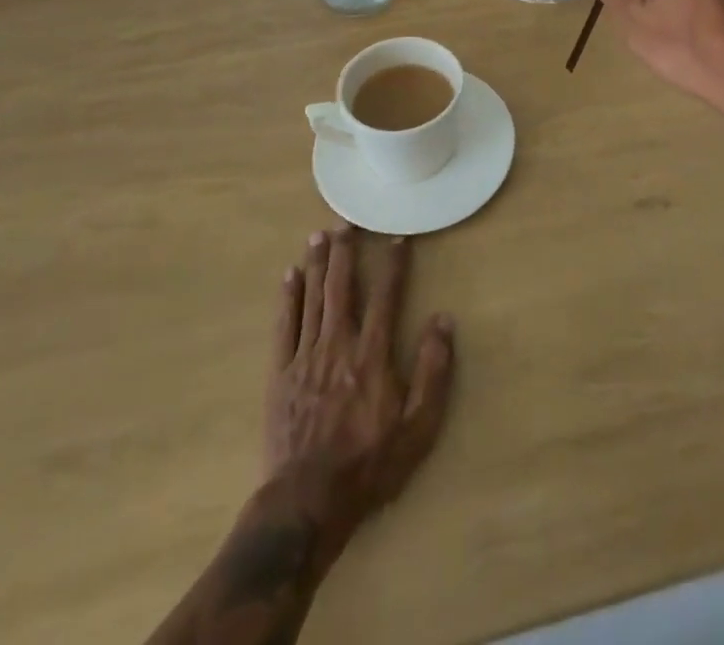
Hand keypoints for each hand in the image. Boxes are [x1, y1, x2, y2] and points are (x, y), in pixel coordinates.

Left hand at [264, 227, 454, 563]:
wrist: (308, 502)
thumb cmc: (369, 464)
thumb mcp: (418, 426)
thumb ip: (433, 370)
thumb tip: (443, 320)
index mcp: (372, 354)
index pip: (386, 296)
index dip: (393, 264)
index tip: (396, 237)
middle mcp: (338, 344)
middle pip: (342, 286)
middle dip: (345, 251)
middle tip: (346, 221)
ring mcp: (305, 357)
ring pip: (312, 298)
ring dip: (316, 263)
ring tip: (318, 234)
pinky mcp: (280, 374)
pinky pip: (284, 326)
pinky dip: (287, 298)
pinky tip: (289, 276)